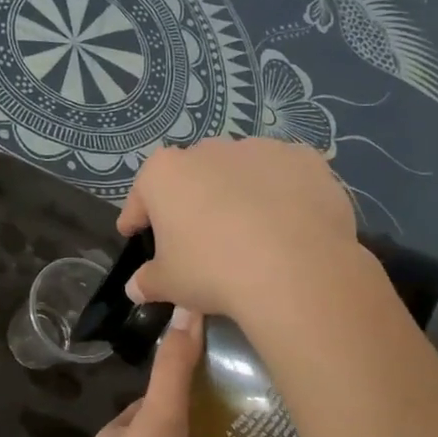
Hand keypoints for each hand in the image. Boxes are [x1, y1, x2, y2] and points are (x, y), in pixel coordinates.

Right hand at [117, 138, 365, 325]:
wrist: (298, 269)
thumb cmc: (214, 271)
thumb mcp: (169, 284)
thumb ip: (148, 281)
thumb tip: (136, 287)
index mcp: (165, 173)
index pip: (141, 195)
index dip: (136, 218)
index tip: (135, 233)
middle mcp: (208, 150)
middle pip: (191, 177)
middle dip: (191, 202)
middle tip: (197, 238)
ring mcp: (258, 149)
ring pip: (238, 172)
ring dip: (236, 194)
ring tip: (248, 232)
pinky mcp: (302, 159)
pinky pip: (281, 177)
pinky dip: (279, 195)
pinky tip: (287, 224)